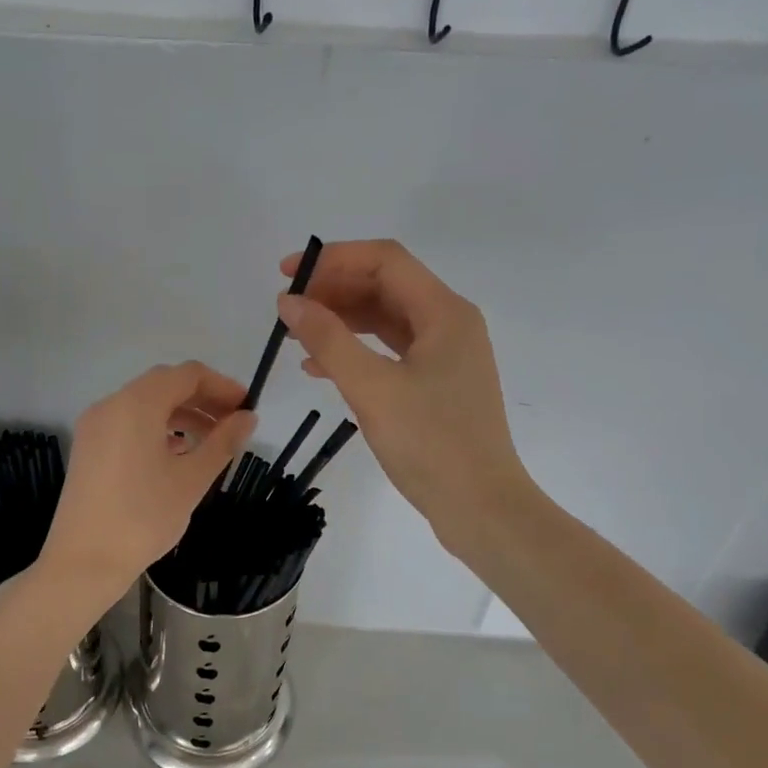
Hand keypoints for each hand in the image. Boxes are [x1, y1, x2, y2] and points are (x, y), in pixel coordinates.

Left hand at [39, 362, 255, 599]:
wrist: (83, 562)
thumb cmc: (143, 518)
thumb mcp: (191, 480)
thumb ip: (222, 442)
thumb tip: (247, 418)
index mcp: (136, 404)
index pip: (187, 374)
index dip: (221, 385)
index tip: (246, 408)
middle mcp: (111, 404)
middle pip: (164, 384)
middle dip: (202, 398)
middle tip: (233, 423)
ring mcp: (95, 425)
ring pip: (145, 403)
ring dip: (180, 413)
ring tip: (210, 441)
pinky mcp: (88, 447)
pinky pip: (128, 422)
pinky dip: (156, 427)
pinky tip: (176, 453)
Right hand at [278, 240, 536, 557]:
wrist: (480, 508)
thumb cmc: (430, 443)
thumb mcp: (372, 388)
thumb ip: (328, 340)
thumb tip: (290, 301)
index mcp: (444, 312)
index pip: (385, 260)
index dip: (333, 259)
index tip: (287, 275)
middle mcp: (449, 323)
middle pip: (385, 286)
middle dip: (334, 290)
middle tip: (288, 309)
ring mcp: (445, 355)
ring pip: (385, 318)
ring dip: (341, 320)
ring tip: (296, 337)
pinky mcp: (436, 383)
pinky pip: (389, 350)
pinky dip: (355, 350)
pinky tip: (319, 368)